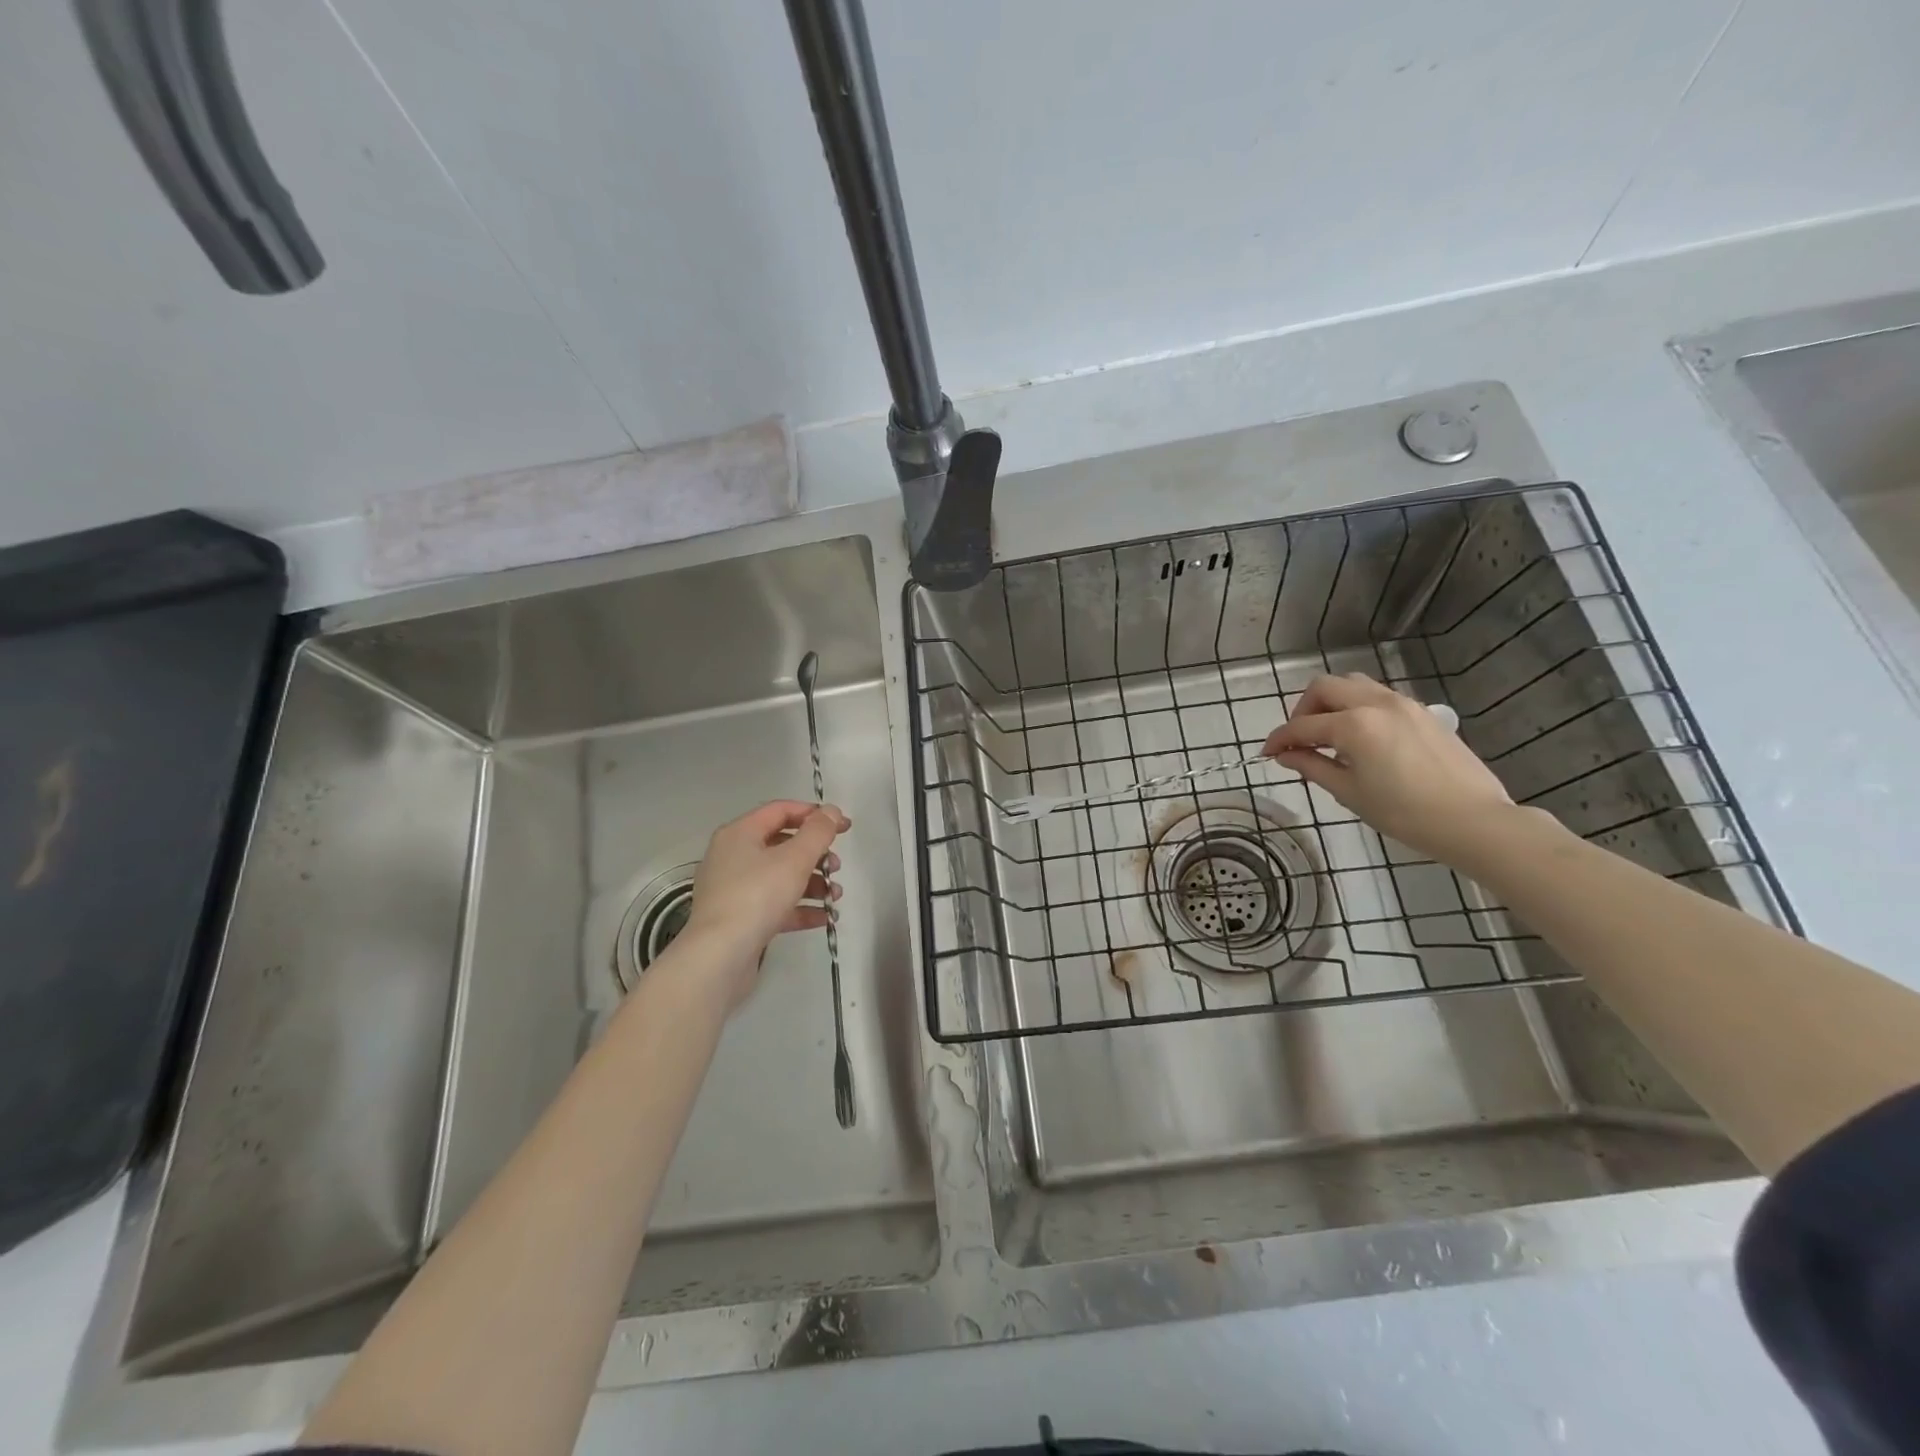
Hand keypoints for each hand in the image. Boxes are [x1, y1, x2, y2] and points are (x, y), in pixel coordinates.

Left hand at [677, 800, 850, 1004]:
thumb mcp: (795, 858)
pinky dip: (799, 908)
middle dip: (815, 854)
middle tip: (836, 867)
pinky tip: (823, 917)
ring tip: (834, 896)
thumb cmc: (757, 896)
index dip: (815, 814)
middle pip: (781, 844)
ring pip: (779, 876)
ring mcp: (732, 889)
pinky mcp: (738, 919)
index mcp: (740, 833)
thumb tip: (831, 811)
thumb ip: (818, 831)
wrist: (719, 956)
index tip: (844, 827)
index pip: (781, 810)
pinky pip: (773, 905)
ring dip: (812, 883)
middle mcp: (732, 856)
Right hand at [1261, 673, 1512, 861]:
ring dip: (1331, 702)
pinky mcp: (1421, 712)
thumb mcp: (1349, 793)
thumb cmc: (1405, 813)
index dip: (1279, 740)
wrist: (1473, 820)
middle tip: (1299, 739)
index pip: (1302, 726)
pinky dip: (1357, 706)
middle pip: (1324, 687)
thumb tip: (1286, 756)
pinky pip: (1378, 695)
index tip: (1267, 754)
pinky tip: (1360, 737)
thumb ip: (1312, 766)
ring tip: (1328, 734)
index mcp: (1353, 725)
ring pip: (1353, 684)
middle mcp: (1375, 703)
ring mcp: (1402, 703)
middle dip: (1302, 710)